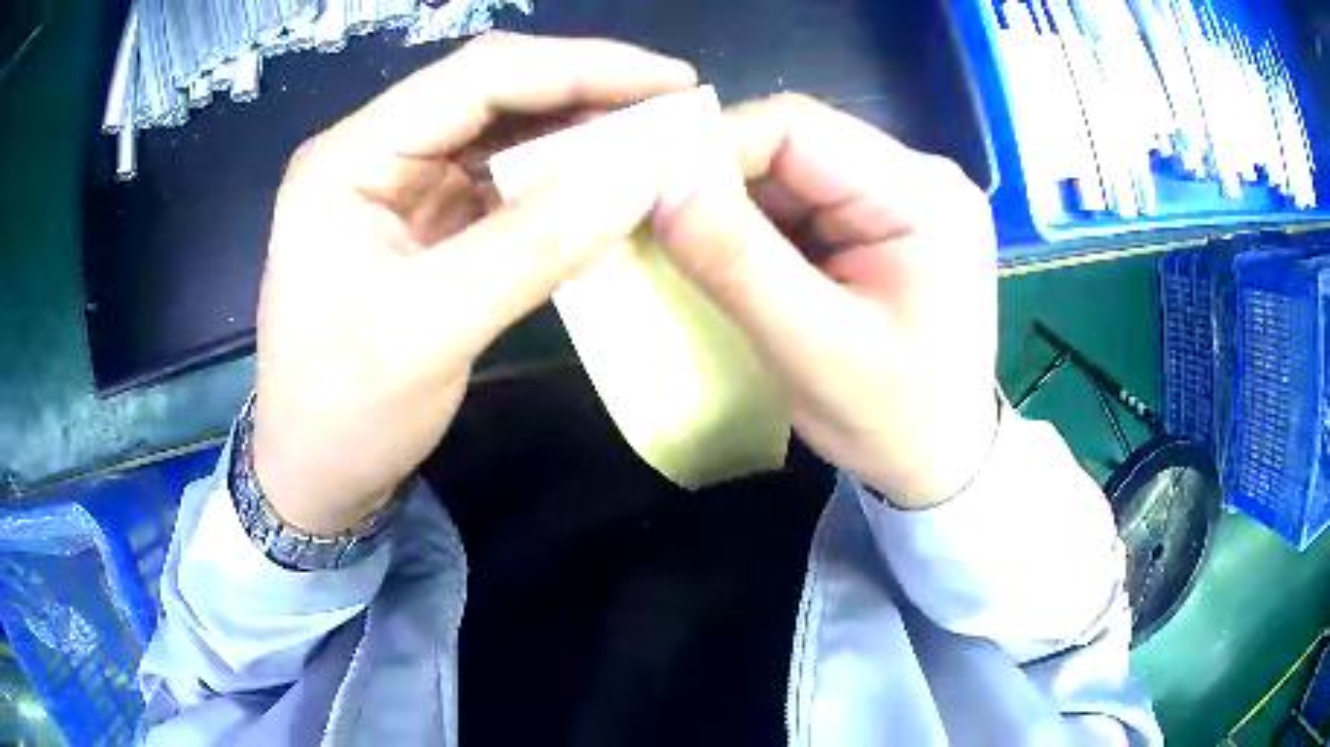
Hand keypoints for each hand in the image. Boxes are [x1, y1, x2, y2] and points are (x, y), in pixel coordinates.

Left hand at [254, 34, 696, 533]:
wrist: (312, 474)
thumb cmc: (344, 413)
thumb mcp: (431, 331)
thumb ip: (535, 243)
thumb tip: (645, 168)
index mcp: (349, 158)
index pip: (477, 77)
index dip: (581, 67)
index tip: (673, 81)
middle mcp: (372, 152)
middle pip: (492, 91)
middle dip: (587, 91)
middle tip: (674, 110)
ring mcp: (397, 185)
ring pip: (501, 130)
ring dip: (578, 131)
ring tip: (655, 142)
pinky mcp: (421, 221)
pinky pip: (501, 179)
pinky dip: (559, 177)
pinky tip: (606, 184)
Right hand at [653, 95, 998, 508]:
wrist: (942, 460)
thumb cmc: (896, 421)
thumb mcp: (814, 352)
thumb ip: (739, 263)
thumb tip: (663, 188)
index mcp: (923, 196)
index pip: (798, 127)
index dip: (715, 147)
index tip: (653, 192)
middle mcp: (919, 177)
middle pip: (794, 144)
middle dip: (721, 182)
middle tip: (659, 224)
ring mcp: (902, 198)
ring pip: (792, 173)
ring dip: (736, 207)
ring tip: (691, 250)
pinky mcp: (884, 223)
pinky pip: (804, 203)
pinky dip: (758, 228)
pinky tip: (736, 262)